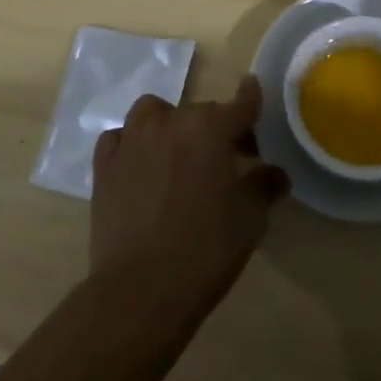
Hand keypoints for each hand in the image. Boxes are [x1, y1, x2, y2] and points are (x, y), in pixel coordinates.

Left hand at [90, 76, 288, 320]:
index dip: (251, 99)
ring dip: (169, 124)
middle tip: (227, 157)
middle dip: (216, 128)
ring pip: (153, 113)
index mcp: (210, 128)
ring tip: (177, 152)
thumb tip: (275, 173)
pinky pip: (119, 138)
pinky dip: (131, 144)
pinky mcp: (104, 165)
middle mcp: (170, 122)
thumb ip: (263, 187)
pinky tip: (139, 165)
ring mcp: (132, 140)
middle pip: (200, 112)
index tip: (254, 91)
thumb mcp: (249, 220)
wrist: (140, 289)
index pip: (240, 104)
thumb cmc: (205, 249)